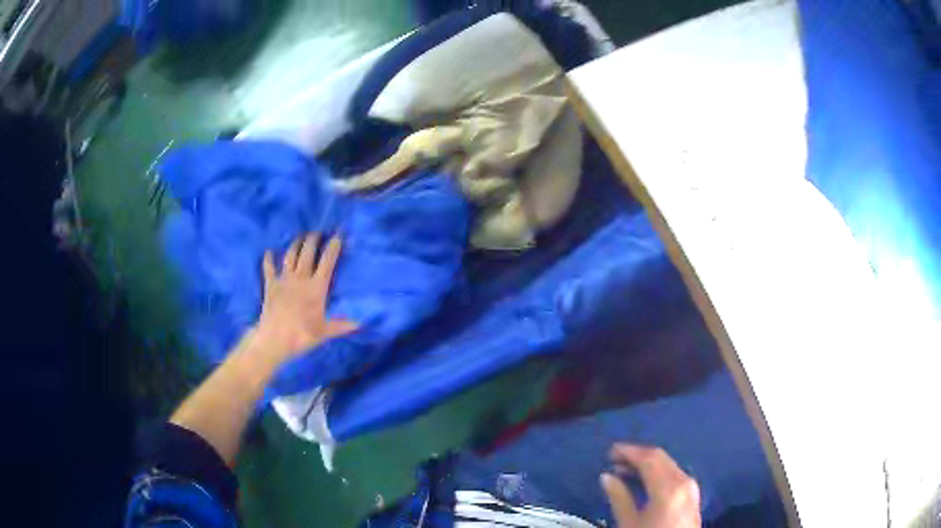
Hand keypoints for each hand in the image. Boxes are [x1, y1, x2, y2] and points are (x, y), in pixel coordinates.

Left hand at [253, 233, 357, 362]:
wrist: (274, 339)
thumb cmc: (302, 336)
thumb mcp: (324, 332)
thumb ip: (341, 326)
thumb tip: (360, 323)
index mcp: (316, 288)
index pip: (327, 262)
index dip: (333, 247)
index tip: (338, 235)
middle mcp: (300, 279)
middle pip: (307, 253)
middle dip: (313, 239)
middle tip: (317, 232)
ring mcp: (284, 280)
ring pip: (290, 256)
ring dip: (295, 244)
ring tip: (300, 237)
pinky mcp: (270, 286)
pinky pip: (269, 268)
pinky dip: (268, 259)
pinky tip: (268, 252)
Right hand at [601, 444, 701, 527]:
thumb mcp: (629, 524)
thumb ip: (619, 498)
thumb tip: (607, 477)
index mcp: (668, 486)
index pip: (649, 458)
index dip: (629, 451)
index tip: (610, 451)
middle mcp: (684, 480)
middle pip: (661, 458)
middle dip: (637, 455)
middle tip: (615, 459)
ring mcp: (691, 487)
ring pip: (668, 465)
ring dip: (647, 464)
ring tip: (625, 470)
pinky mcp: (692, 495)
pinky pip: (674, 474)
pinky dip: (658, 472)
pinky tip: (644, 480)